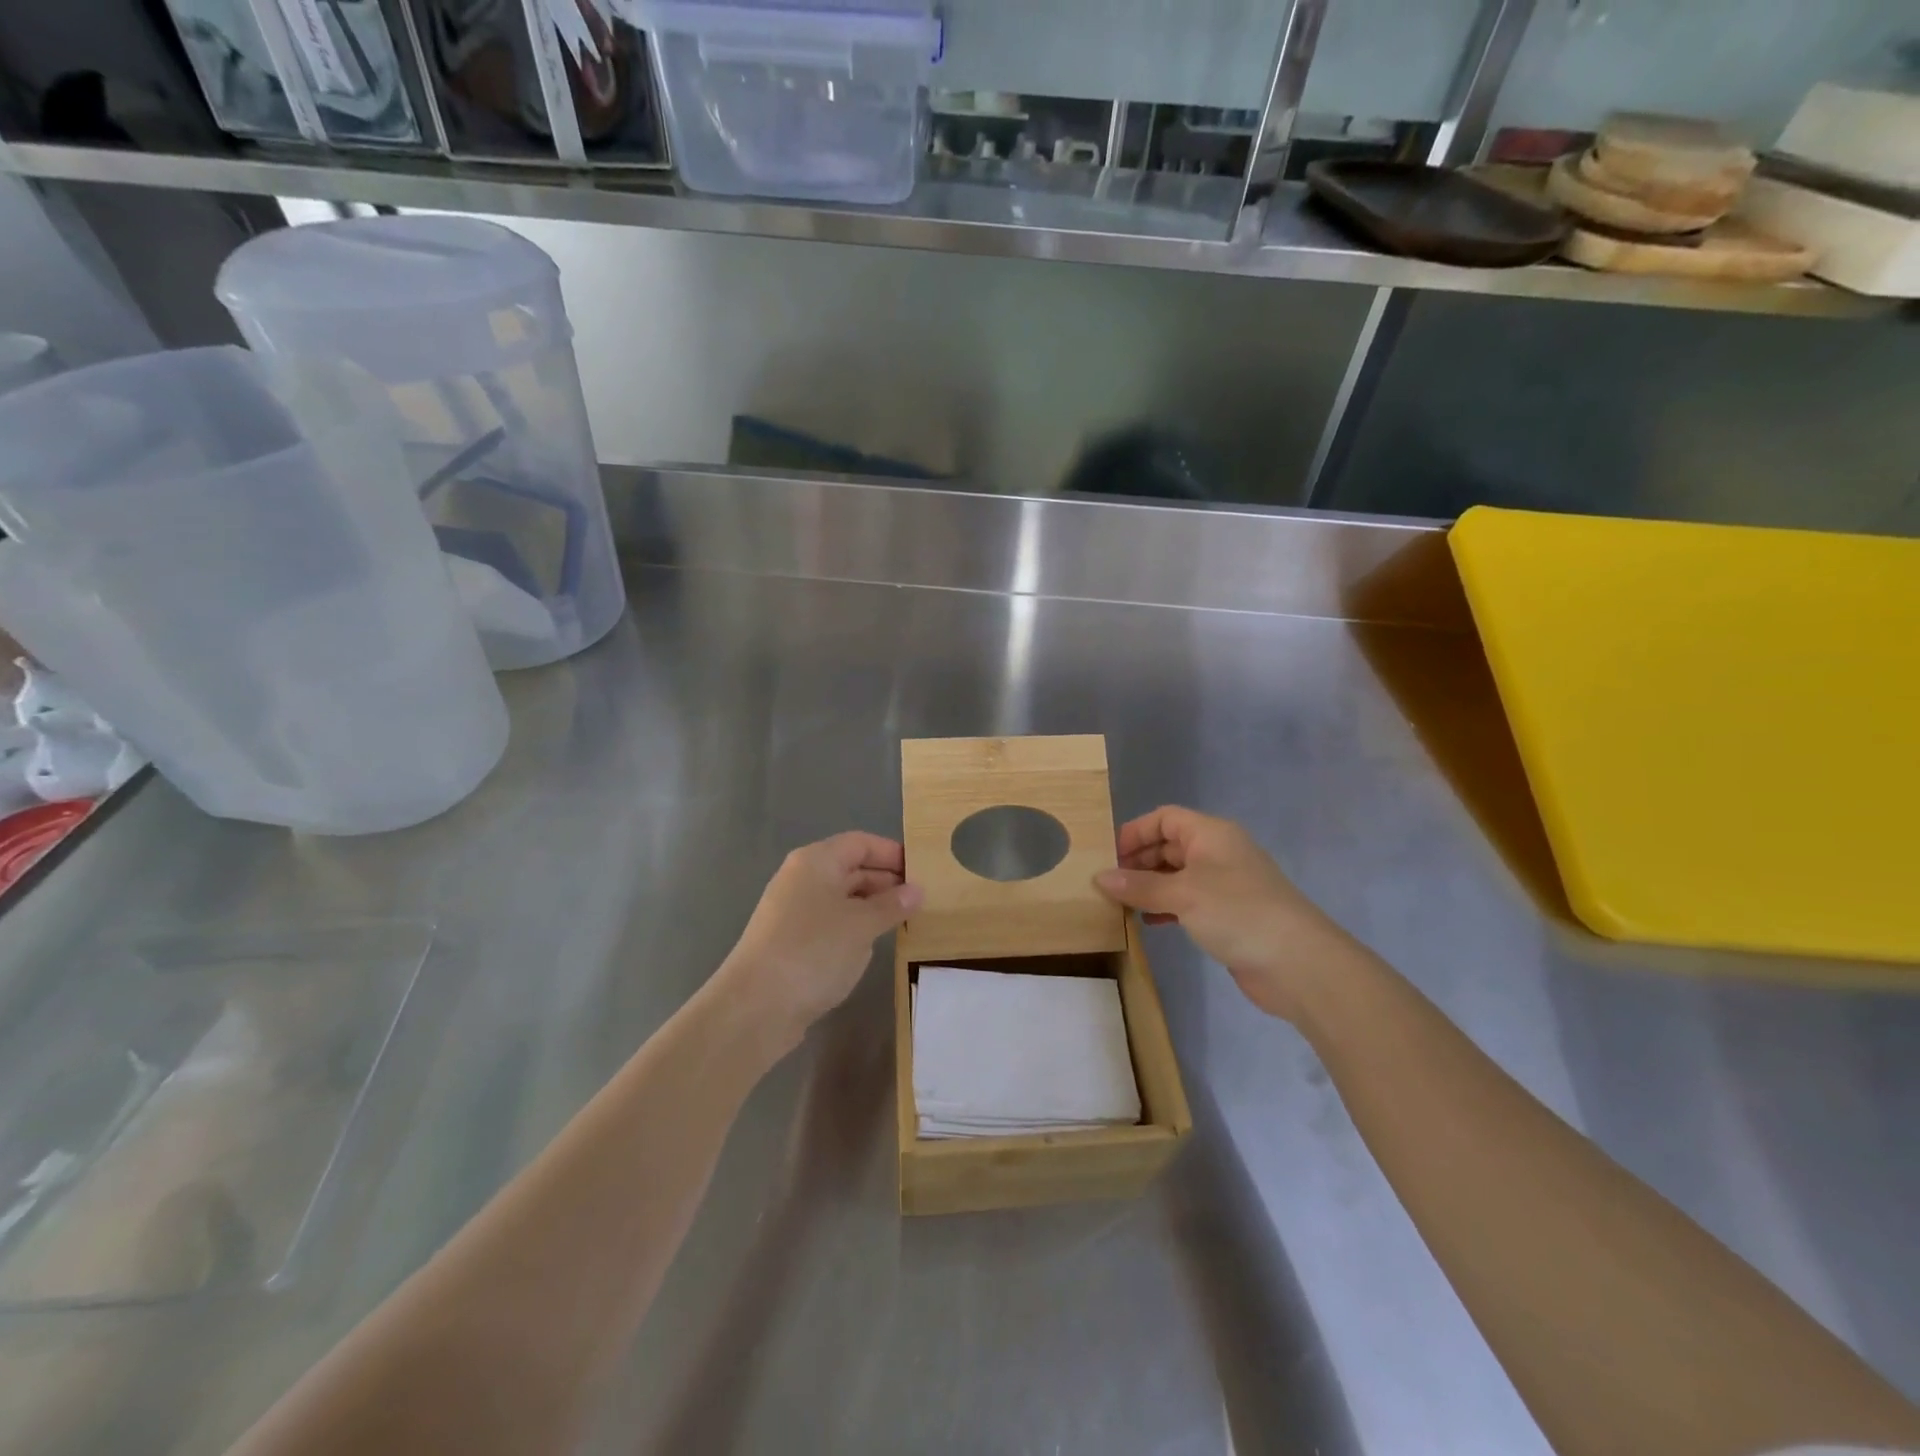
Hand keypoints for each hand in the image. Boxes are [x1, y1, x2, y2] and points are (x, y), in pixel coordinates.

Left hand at [719, 832, 922, 1050]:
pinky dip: (855, 927)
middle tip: (923, 899)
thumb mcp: (862, 925)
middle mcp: (802, 879)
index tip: (924, 870)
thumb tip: (917, 890)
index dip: (892, 853)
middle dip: (887, 881)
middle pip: (851, 868)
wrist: (755, 1007)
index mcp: (816, 861)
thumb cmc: (813, 951)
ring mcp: (794, 911)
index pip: (861, 843)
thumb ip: (892, 905)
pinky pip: (832, 922)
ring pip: (843, 898)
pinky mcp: (792, 941)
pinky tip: (875, 944)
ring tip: (907, 921)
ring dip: (873, 907)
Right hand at [1095, 807, 1358, 1021]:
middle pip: (1169, 845)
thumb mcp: (1182, 894)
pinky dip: (1166, 907)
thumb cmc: (1237, 912)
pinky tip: (1148, 923)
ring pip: (1177, 876)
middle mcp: (1218, 853)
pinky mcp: (1228, 915)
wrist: (1298, 963)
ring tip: (1121, 904)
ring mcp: (1225, 885)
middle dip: (1138, 861)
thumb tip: (1099, 877)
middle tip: (1108, 884)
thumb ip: (1139, 886)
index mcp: (1211, 834)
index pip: (1164, 818)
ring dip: (1149, 887)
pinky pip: (1188, 901)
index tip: (1108, 857)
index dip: (1135, 832)